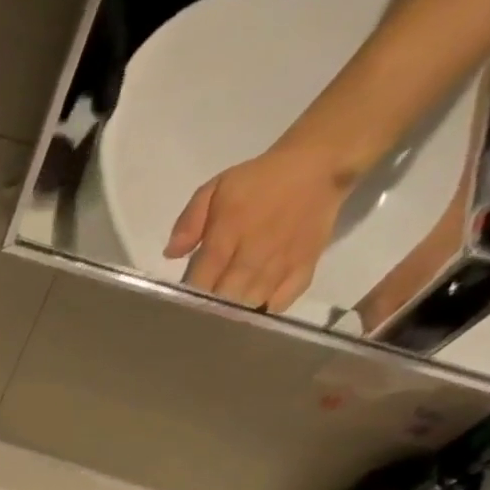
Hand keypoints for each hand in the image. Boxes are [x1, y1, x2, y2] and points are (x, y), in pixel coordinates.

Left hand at [163, 141, 353, 312]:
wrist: (318, 166)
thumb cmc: (258, 181)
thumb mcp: (214, 189)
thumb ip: (189, 222)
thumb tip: (170, 254)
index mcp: (228, 235)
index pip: (201, 280)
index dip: (187, 299)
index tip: (177, 306)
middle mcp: (255, 254)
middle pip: (225, 298)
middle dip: (208, 311)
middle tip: (197, 317)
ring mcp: (281, 264)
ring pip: (250, 304)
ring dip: (233, 317)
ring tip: (218, 323)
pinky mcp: (304, 269)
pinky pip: (280, 304)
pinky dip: (262, 312)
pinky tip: (250, 314)